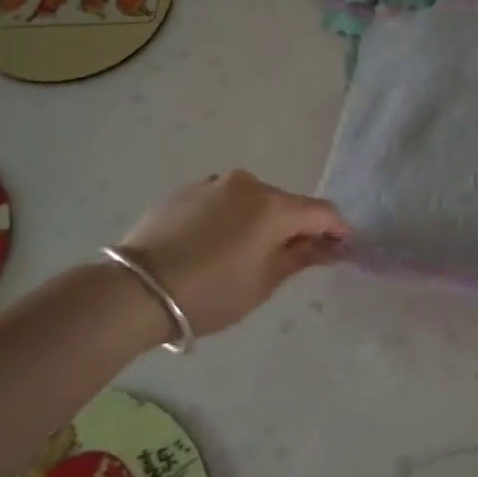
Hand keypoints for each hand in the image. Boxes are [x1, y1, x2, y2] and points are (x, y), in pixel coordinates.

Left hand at [117, 171, 349, 336]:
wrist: (135, 290)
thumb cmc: (210, 292)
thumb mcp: (263, 283)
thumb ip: (300, 258)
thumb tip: (328, 247)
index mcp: (273, 206)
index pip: (321, 212)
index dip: (336, 230)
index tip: (342, 249)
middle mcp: (248, 184)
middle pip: (285, 204)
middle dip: (294, 228)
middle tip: (290, 260)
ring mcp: (213, 183)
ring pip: (251, 201)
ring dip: (258, 221)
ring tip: (243, 255)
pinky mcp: (185, 190)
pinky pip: (222, 202)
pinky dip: (229, 219)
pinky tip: (212, 247)